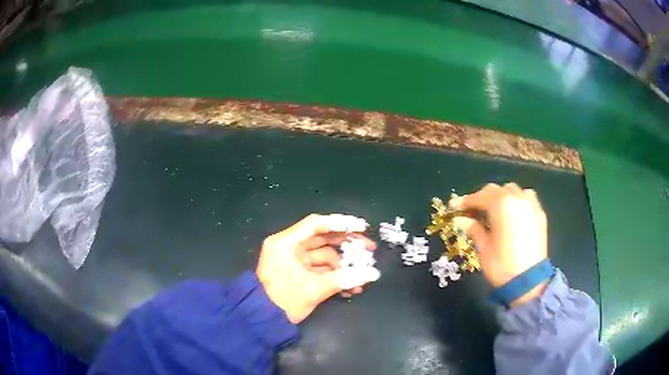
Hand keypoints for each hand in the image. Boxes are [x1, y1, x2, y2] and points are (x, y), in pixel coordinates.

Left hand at [256, 214, 380, 323]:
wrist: (263, 321)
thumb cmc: (283, 301)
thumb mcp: (313, 289)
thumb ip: (344, 279)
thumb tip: (373, 274)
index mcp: (285, 243)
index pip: (316, 224)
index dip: (341, 223)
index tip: (363, 227)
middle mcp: (289, 247)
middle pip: (323, 238)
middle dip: (347, 244)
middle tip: (370, 248)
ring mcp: (294, 260)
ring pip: (324, 255)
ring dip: (344, 265)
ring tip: (364, 273)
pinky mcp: (299, 273)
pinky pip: (320, 269)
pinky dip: (335, 275)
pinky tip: (352, 287)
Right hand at [450, 183, 547, 305]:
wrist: (529, 281)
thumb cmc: (502, 265)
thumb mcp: (484, 248)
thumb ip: (473, 229)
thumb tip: (460, 220)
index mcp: (501, 205)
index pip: (479, 197)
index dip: (465, 202)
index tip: (454, 207)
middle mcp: (517, 198)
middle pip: (495, 190)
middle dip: (482, 198)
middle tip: (471, 211)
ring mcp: (530, 204)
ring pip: (512, 190)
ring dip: (500, 196)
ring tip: (494, 210)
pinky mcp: (540, 213)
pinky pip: (526, 198)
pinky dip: (516, 200)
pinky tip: (512, 213)